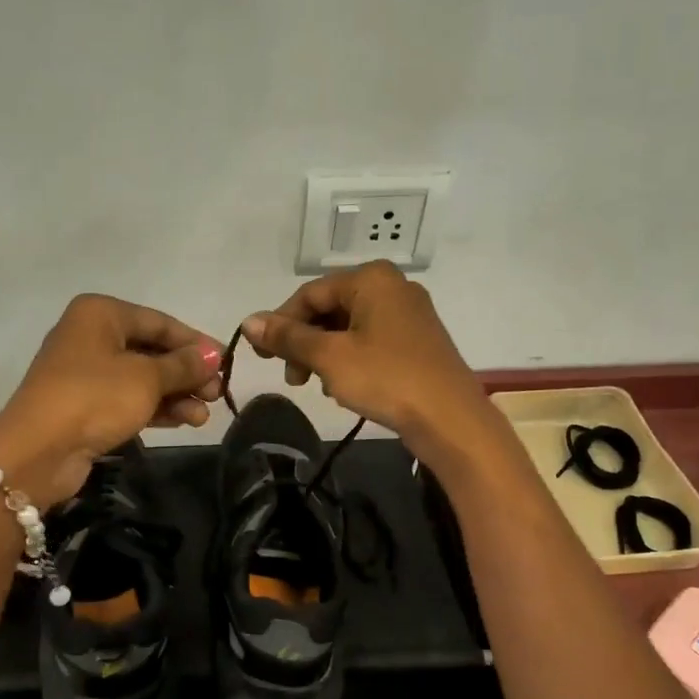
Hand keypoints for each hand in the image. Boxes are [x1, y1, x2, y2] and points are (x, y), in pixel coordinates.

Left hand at [0, 295, 222, 508]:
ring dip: (175, 395)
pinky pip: (128, 399)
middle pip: (151, 350)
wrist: (38, 451)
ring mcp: (85, 373)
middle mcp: (91, 336)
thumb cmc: (95, 398)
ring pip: (142, 378)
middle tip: (216, 393)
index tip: (226, 363)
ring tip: (204, 416)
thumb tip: (214, 356)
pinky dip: (156, 408)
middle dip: (186, 373)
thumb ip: (183, 365)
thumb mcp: (147, 378)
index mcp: (101, 314)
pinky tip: (185, 421)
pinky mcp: (85, 405)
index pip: (159, 321)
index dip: (195, 343)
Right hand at [239, 262, 494, 469]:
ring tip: (317, 386)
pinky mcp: (416, 341)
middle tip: (292, 378)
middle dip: (304, 342)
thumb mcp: (329, 357)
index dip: (280, 323)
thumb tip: (248, 321)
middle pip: (329, 309)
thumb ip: (287, 337)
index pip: (309, 293)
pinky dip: (349, 360)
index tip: (262, 356)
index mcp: (371, 279)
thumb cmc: (386, 379)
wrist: (450, 420)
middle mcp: (391, 287)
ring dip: (324, 355)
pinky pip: (369, 341)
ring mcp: (408, 314)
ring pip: (348, 328)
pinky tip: (343, 387)